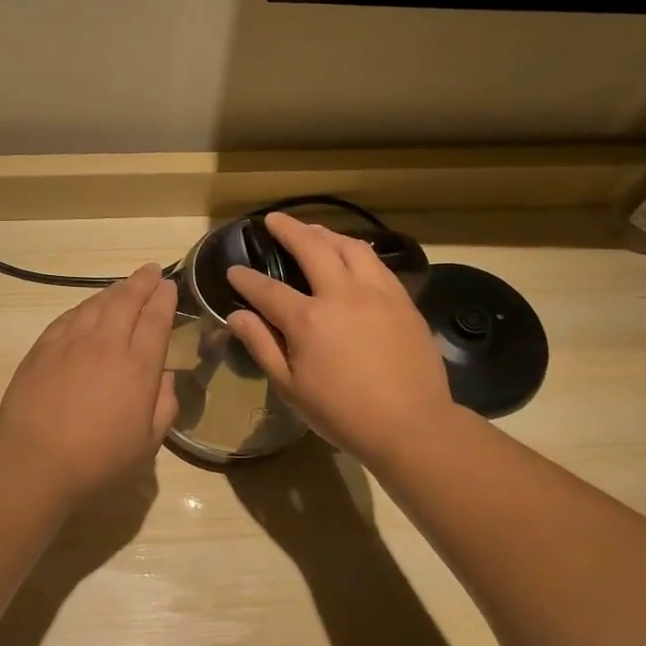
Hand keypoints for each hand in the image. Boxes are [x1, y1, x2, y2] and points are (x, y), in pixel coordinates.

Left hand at [0, 264, 177, 502]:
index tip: (169, 286)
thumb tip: (164, 376)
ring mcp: (71, 342)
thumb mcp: (149, 441)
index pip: (156, 319)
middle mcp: (107, 344)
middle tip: (150, 271)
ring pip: (96, 303)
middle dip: (142, 281)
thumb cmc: (100, 458)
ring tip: (123, 285)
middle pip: (127, 300)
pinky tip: (87, 307)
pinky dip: (83, 307)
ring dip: (113, 290)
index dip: (165, 298)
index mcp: (139, 366)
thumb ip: (164, 404)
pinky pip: (68, 317)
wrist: (38, 461)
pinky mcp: (43, 348)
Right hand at [225, 213, 456, 465]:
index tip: (233, 271)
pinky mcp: (402, 300)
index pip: (267, 289)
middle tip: (273, 220)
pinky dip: (357, 250)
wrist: (411, 425)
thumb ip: (262, 346)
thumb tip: (236, 316)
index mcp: (308, 320)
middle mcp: (341, 294)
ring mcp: (376, 292)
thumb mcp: (290, 387)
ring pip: (349, 247)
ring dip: (326, 233)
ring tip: (313, 230)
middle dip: (288, 230)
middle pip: (311, 248)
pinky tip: (352, 253)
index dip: (246, 279)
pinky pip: (377, 262)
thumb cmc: (343, 413)